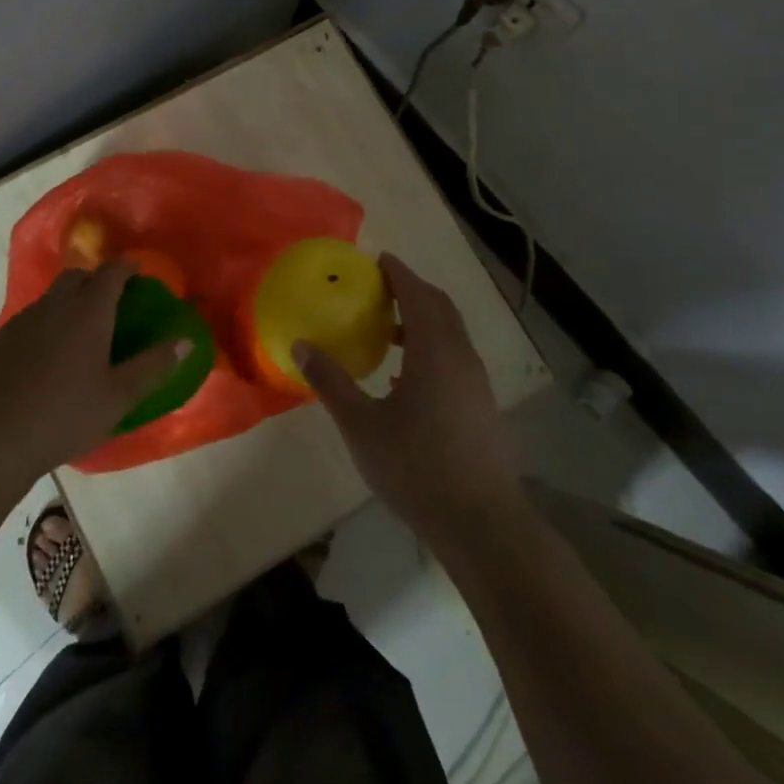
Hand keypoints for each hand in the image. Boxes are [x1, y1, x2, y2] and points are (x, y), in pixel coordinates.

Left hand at [0, 260, 189, 486]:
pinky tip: (47, 358)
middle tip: (112, 304)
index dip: (127, 267)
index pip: (112, 270)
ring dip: (69, 303)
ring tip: (81, 333)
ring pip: (51, 297)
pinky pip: (30, 320)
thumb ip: (154, 365)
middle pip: (78, 276)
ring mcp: (23, 320)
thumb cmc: (65, 415)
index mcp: (88, 310)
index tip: (139, 275)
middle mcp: (55, 304)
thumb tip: (186, 340)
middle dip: (97, 281)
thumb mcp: (119, 396)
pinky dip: (46, 325)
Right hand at [295, 254, 516, 540]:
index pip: (418, 294)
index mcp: (434, 351)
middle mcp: (461, 356)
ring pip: (450, 333)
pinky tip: (406, 378)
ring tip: (388, 331)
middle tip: (380, 289)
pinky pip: (455, 357)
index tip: (378, 259)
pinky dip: (432, 347)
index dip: (399, 273)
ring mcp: (476, 382)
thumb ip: (331, 382)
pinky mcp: (481, 405)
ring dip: (423, 321)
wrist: (481, 523)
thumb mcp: (361, 425)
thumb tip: (301, 345)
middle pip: (440, 307)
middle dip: (412, 291)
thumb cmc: (416, 467)